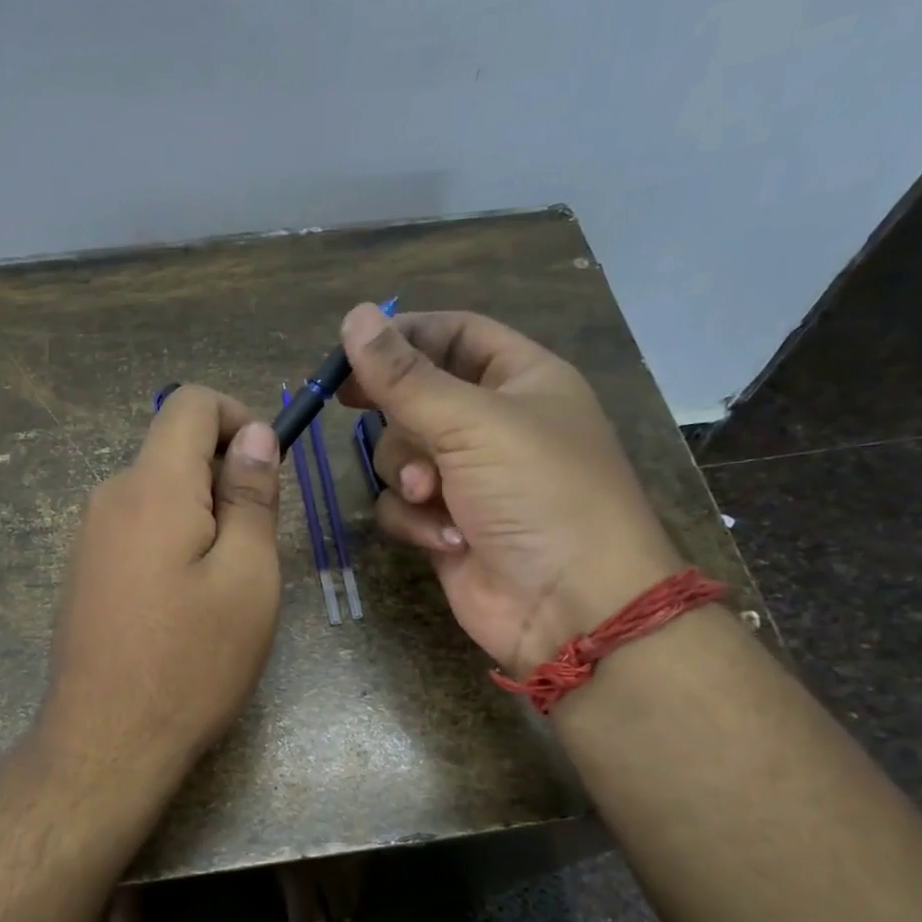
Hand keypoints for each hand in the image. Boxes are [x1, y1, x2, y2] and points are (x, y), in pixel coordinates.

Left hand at [40, 385, 282, 786]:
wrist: (107, 742)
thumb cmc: (192, 662)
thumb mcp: (248, 577)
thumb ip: (251, 496)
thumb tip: (254, 434)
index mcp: (152, 487)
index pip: (190, 404)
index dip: (239, 417)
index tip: (268, 471)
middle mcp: (109, 497)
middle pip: (172, 449)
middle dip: (223, 476)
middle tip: (256, 546)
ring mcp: (87, 537)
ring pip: (156, 492)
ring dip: (200, 514)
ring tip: (223, 585)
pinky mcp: (83, 572)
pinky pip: (136, 529)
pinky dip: (171, 541)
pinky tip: (183, 605)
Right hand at [338, 304, 680, 675]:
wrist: (571, 604)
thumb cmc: (539, 493)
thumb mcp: (472, 422)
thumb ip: (405, 376)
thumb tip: (353, 317)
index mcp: (521, 380)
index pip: (454, 334)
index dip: (404, 336)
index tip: (350, 350)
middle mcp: (493, 425)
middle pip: (416, 397)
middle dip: (398, 416)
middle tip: (352, 406)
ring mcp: (469, 480)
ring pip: (400, 455)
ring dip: (407, 474)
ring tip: (432, 495)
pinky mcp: (447, 525)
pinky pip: (404, 506)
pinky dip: (415, 520)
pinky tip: (447, 538)